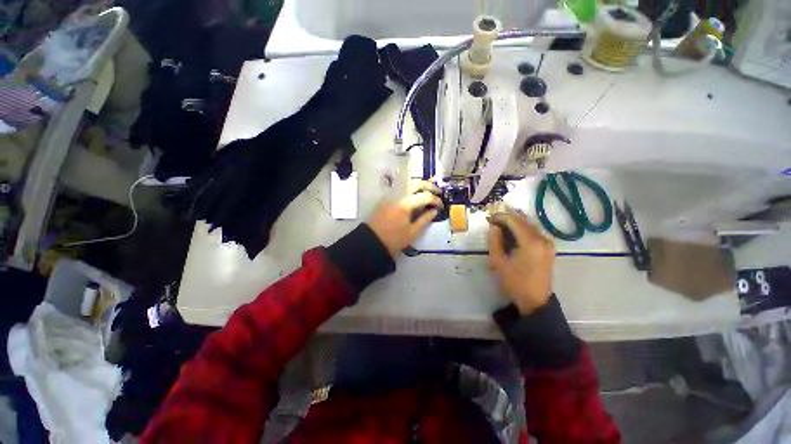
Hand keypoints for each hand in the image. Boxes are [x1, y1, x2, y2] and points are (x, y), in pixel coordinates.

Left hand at [367, 181, 442, 257]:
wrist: (371, 241)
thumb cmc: (394, 240)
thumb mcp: (413, 232)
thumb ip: (425, 219)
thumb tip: (434, 210)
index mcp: (405, 204)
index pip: (425, 196)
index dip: (436, 200)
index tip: (441, 206)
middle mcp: (398, 195)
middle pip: (416, 183)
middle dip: (429, 186)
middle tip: (437, 192)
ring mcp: (390, 195)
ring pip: (407, 184)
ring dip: (419, 186)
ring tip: (428, 192)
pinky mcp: (385, 198)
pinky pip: (400, 189)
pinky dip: (410, 190)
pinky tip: (414, 197)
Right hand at [488, 210, 554, 314]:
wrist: (535, 300)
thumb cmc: (515, 282)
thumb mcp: (498, 261)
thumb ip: (494, 241)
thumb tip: (494, 227)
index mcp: (531, 243)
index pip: (514, 221)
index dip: (500, 216)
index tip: (488, 217)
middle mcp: (543, 239)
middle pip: (524, 221)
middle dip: (508, 216)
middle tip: (493, 217)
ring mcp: (548, 243)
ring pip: (530, 224)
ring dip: (515, 221)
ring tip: (500, 221)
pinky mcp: (549, 248)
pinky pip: (534, 231)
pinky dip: (523, 227)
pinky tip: (513, 229)